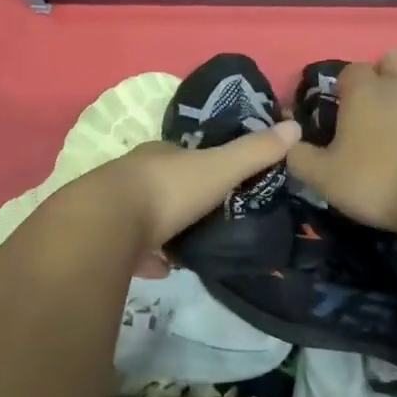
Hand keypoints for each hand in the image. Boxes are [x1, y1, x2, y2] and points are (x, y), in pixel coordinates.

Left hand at [84, 118, 301, 253]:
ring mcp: (113, 208)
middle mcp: (132, 175)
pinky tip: (162, 270)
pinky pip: (130, 249)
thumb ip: (255, 153)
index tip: (222, 179)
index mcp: (159, 155)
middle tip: (209, 218)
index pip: (183, 154)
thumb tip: (294, 127)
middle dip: (183, 199)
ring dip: (164, 230)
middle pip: (162, 185)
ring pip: (143, 216)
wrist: (104, 225)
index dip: (203, 164)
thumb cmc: (167, 190)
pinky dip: (147, 258)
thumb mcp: (219, 169)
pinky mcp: (102, 240)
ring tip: (189, 248)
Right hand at [285, 50, 396, 236]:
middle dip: (384, 75)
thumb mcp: (326, 179)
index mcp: (365, 91)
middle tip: (379, 108)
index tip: (343, 111)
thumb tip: (286, 142)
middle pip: (391, 59)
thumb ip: (300, 158)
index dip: (345, 88)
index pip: (349, 71)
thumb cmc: (382, 182)